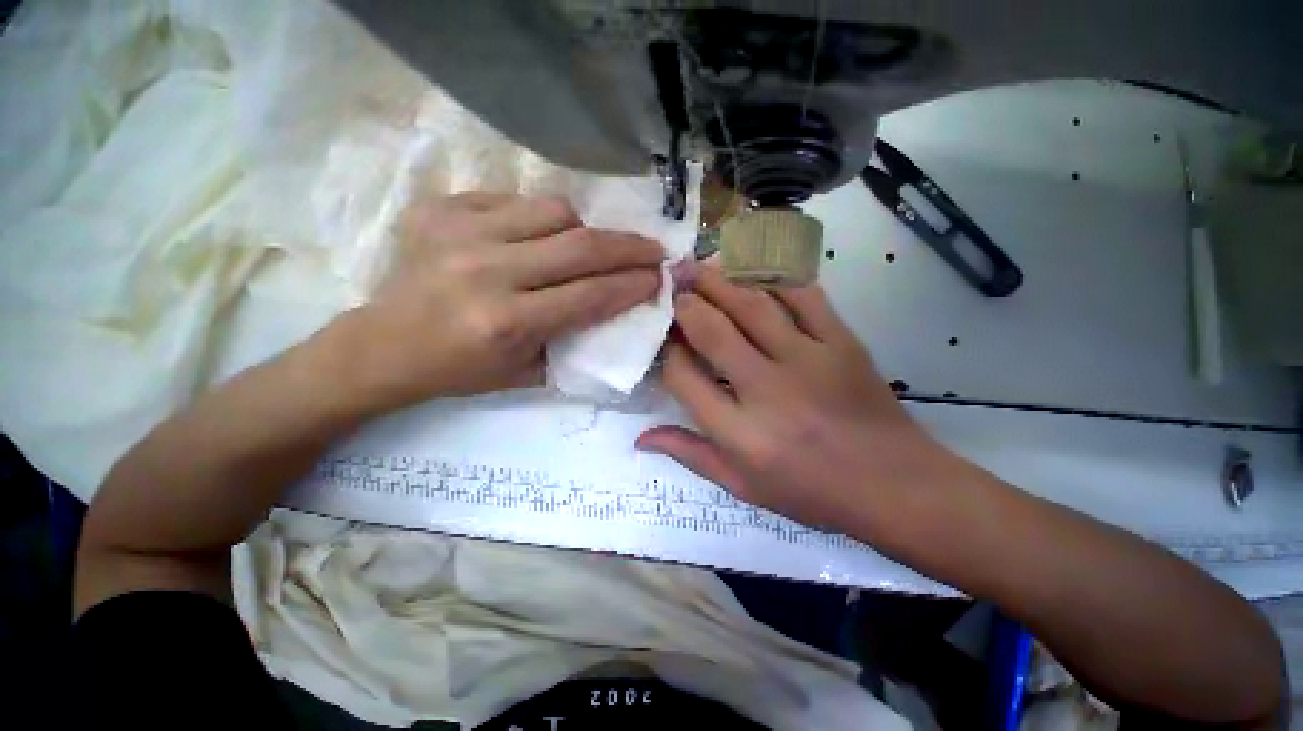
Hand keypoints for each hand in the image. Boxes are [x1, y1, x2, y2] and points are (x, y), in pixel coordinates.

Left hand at [341, 193, 663, 409]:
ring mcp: (460, 232)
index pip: (590, 295)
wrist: (383, 345)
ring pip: (554, 212)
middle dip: (629, 247)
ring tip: (590, 247)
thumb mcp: (527, 374)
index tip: (658, 279)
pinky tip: (543, 237)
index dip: (632, 285)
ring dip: (584, 231)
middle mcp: (487, 272)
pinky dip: (543, 219)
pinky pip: (517, 201)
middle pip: (581, 246)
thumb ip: (575, 341)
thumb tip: (616, 307)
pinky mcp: (443, 209)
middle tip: (654, 249)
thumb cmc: (460, 370)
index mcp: (507, 323)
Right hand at [637, 266, 956, 534]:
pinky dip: (774, 277)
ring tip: (698, 266)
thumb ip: (691, 455)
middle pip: (713, 331)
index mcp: (740, 433)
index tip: (664, 341)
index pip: (684, 377)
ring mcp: (809, 360)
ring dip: (719, 280)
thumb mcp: (743, 487)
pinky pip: (803, 295)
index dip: (667, 352)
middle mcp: (768, 390)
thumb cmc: (812, 493)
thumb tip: (641, 437)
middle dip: (685, 303)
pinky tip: (753, 270)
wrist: (895, 485)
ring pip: (752, 304)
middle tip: (672, 283)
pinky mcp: (842, 342)